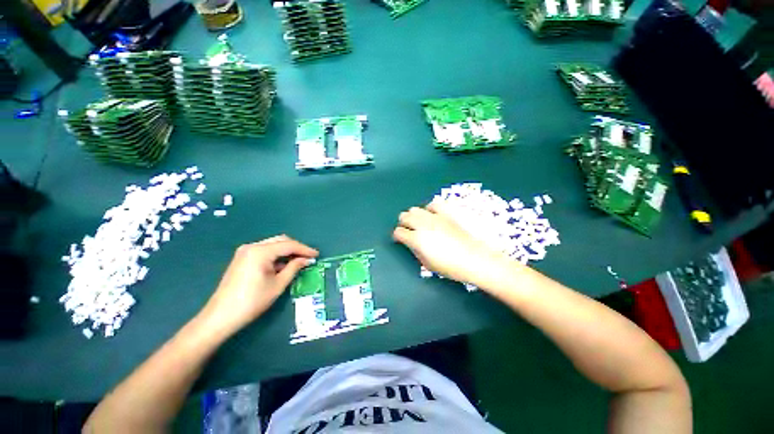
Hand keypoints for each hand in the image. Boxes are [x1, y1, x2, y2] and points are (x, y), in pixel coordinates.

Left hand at [200, 235, 317, 335]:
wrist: (220, 316)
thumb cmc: (252, 301)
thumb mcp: (278, 284)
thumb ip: (294, 268)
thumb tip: (306, 260)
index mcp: (260, 252)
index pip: (289, 245)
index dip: (305, 249)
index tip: (317, 254)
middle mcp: (252, 247)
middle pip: (281, 241)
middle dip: (296, 248)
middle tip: (308, 257)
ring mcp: (245, 252)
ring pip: (273, 245)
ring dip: (286, 251)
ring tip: (298, 261)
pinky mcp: (242, 258)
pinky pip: (265, 251)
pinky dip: (276, 256)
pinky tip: (283, 265)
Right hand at [393, 200, 509, 285]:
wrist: (475, 259)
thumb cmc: (450, 267)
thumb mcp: (427, 264)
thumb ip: (415, 250)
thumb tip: (411, 243)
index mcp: (416, 239)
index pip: (398, 232)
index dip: (397, 236)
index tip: (400, 239)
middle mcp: (423, 225)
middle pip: (404, 216)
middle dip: (403, 224)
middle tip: (408, 231)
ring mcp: (435, 217)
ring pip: (415, 209)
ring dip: (413, 216)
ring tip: (419, 223)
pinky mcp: (446, 213)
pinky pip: (433, 204)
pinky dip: (429, 209)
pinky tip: (432, 215)